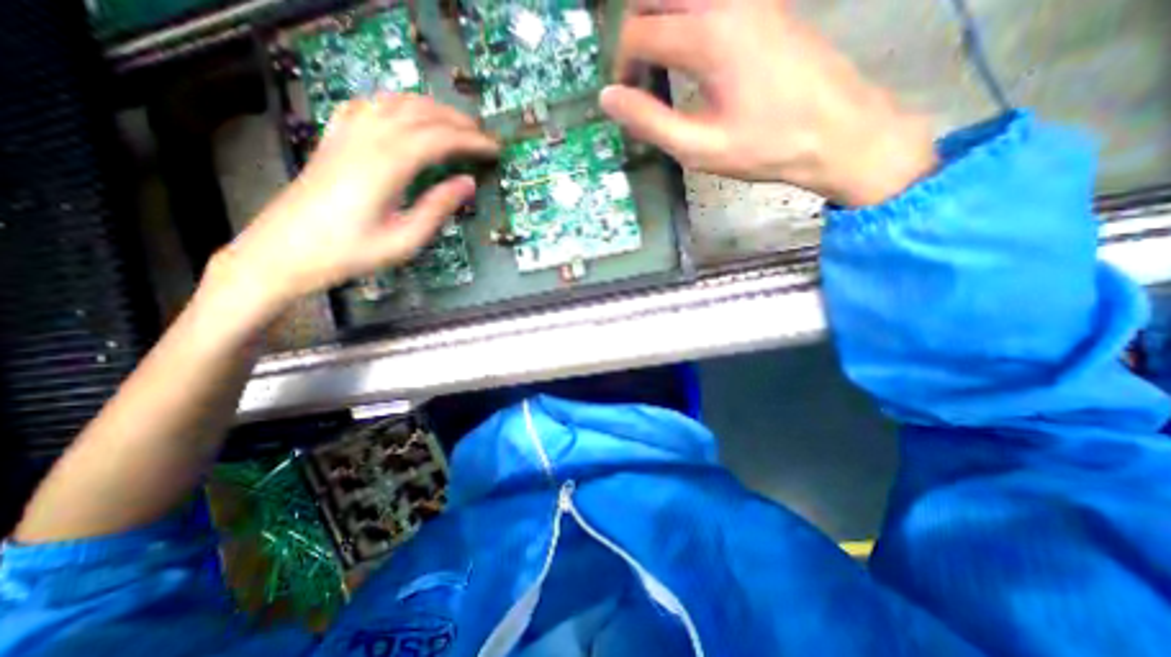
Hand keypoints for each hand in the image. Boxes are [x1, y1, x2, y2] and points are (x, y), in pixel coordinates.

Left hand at [206, 95, 498, 319]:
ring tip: (455, 123)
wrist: (283, 251)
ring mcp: (346, 135)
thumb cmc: (349, 253)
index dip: (471, 141)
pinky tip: (405, 115)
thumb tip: (468, 183)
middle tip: (482, 136)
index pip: (439, 139)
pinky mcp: (334, 139)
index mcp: (386, 166)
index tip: (494, 149)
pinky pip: (367, 106)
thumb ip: (437, 208)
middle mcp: (367, 140)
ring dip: (431, 108)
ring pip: (395, 103)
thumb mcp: (403, 240)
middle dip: (457, 121)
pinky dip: (395, 104)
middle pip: (420, 113)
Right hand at [598, 0, 940, 205]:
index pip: (637, 33)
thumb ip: (650, 122)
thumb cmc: (765, 146)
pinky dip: (684, 18)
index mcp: (707, 37)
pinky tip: (690, 55)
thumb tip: (608, 99)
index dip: (621, 68)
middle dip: (633, 33)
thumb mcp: (700, 147)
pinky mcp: (764, 2)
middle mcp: (725, 0)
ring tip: (657, 66)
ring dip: (657, 20)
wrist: (837, 130)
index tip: (626, 100)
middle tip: (636, 77)